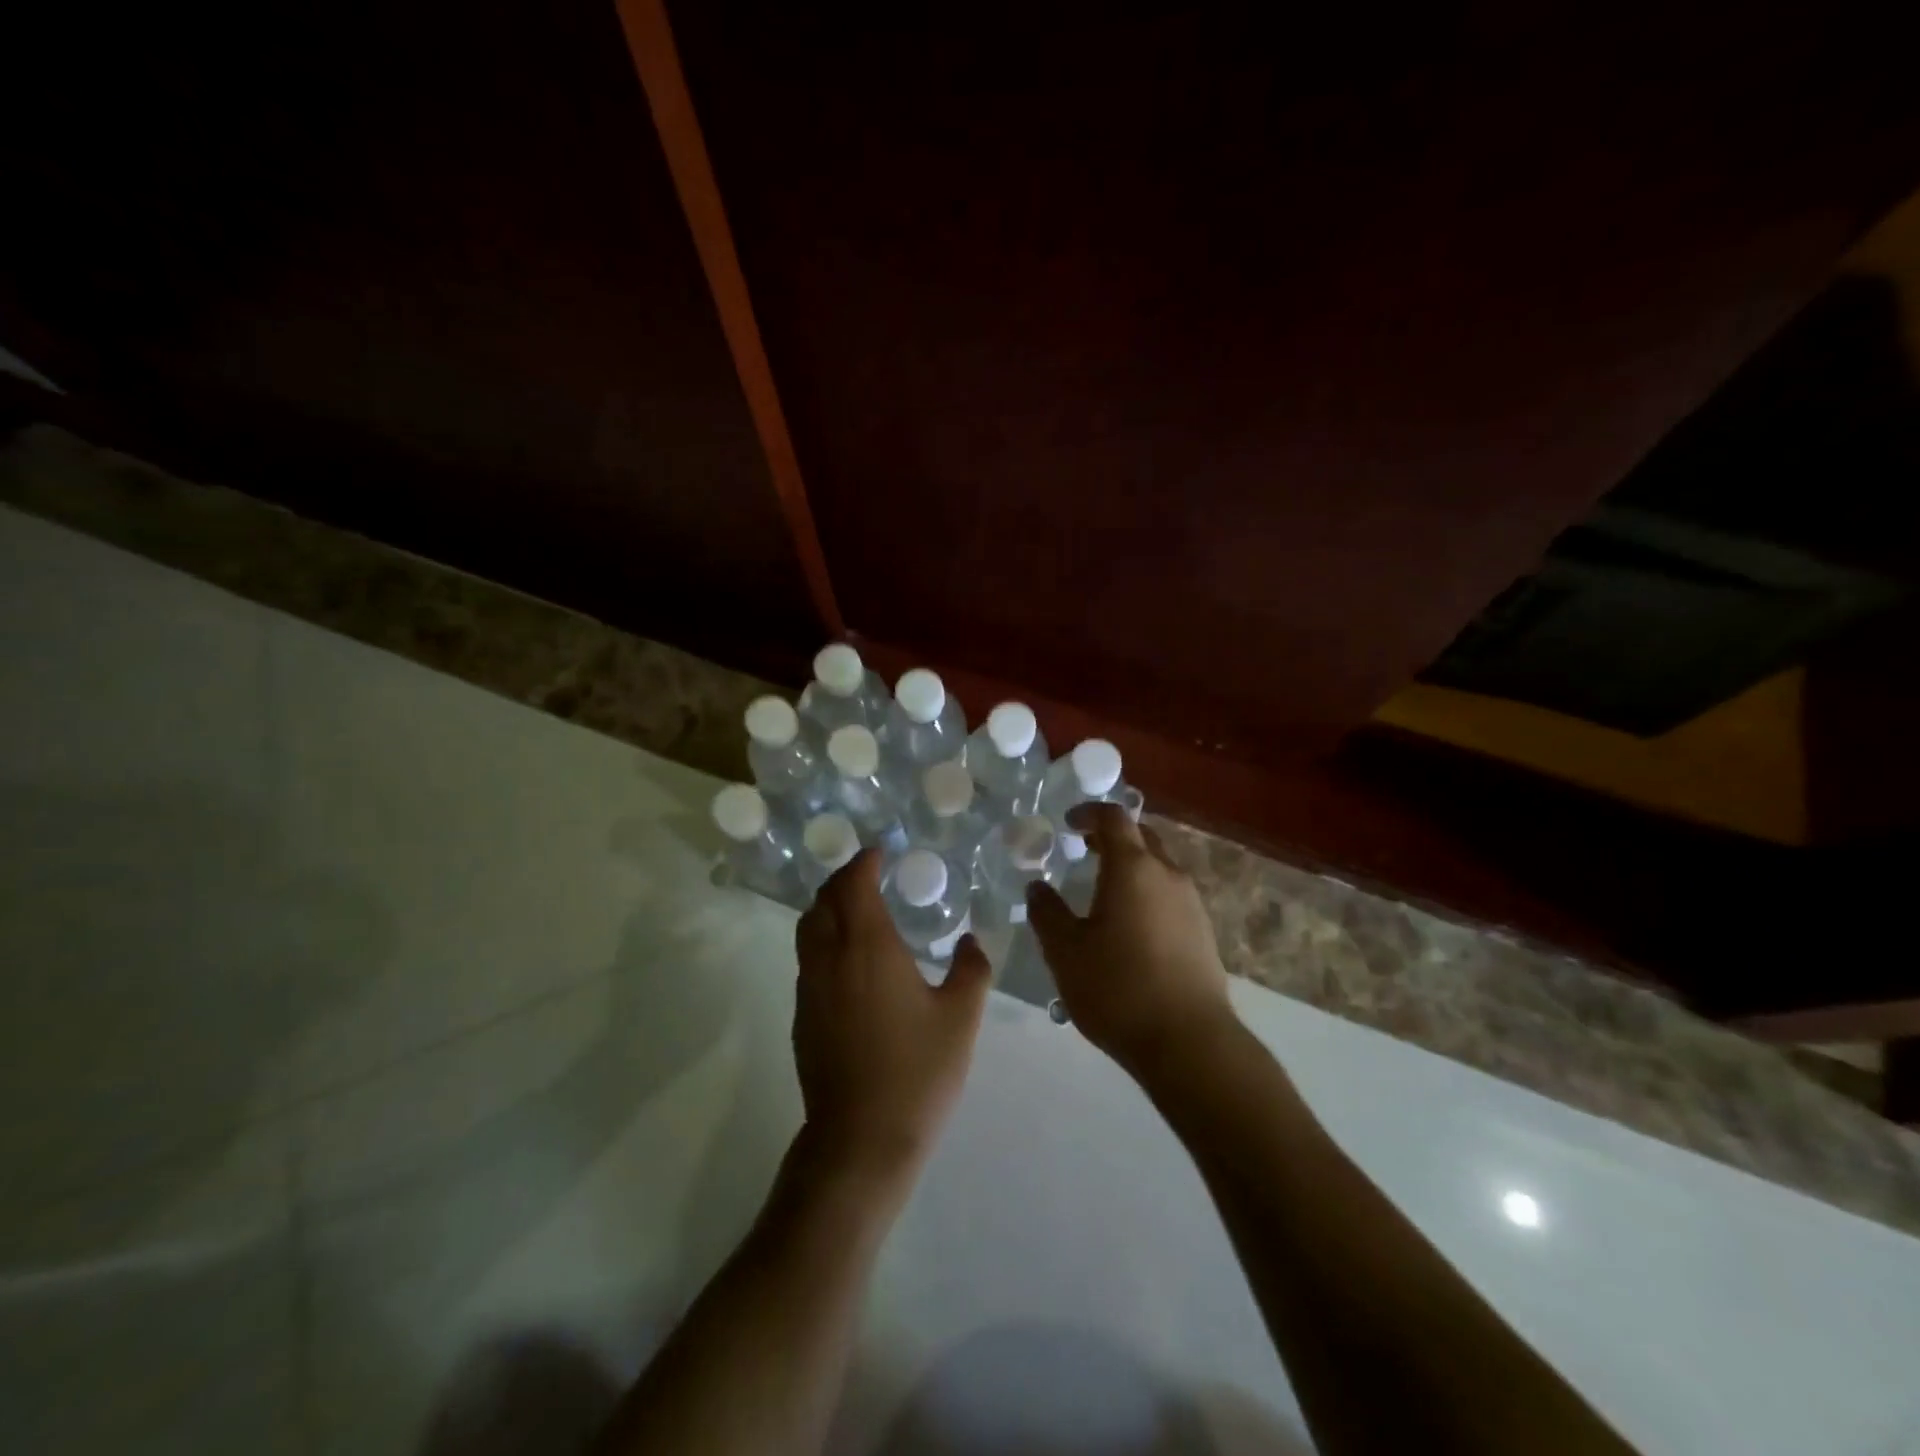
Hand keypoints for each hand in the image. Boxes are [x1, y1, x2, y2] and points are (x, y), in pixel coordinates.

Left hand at [793, 850, 991, 1189]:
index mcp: (869, 948)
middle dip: (842, 878)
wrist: (861, 1138)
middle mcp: (831, 958)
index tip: (879, 852)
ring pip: (808, 928)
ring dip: (828, 906)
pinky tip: (849, 959)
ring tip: (856, 908)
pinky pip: (807, 958)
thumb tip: (970, 941)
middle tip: (868, 873)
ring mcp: (811, 987)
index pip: (854, 885)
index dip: (863, 862)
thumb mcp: (960, 1018)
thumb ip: (971, 969)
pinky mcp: (803, 1015)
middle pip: (824, 900)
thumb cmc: (918, 1072)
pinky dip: (823, 938)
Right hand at [1027, 804, 1234, 1080]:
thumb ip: (1047, 913)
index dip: (1089, 813)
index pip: (1114, 818)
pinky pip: (1170, 895)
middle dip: (1112, 837)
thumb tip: (1037, 887)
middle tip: (1084, 850)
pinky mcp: (1203, 932)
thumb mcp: (1066, 952)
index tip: (1068, 822)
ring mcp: (1191, 903)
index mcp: (1133, 868)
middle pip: (1142, 837)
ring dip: (1132, 867)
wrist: (1190, 1042)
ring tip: (1103, 891)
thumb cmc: (1119, 988)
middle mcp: (1168, 875)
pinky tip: (1130, 926)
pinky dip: (1147, 892)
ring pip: (1159, 867)